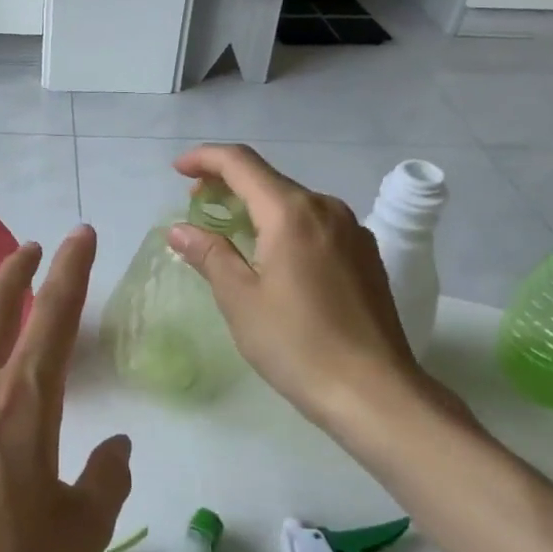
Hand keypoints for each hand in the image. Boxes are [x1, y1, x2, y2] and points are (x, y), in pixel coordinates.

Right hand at [167, 144, 445, 451]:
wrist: (375, 392)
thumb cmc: (297, 345)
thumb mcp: (240, 299)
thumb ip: (210, 254)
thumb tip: (180, 229)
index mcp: (292, 213)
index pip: (241, 164)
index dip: (205, 159)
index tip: (178, 170)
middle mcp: (327, 209)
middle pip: (269, 180)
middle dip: (228, 184)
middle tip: (196, 206)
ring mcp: (352, 232)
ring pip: (294, 203)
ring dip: (256, 207)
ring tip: (230, 232)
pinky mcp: (365, 256)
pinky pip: (315, 225)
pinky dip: (284, 226)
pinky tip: (272, 256)